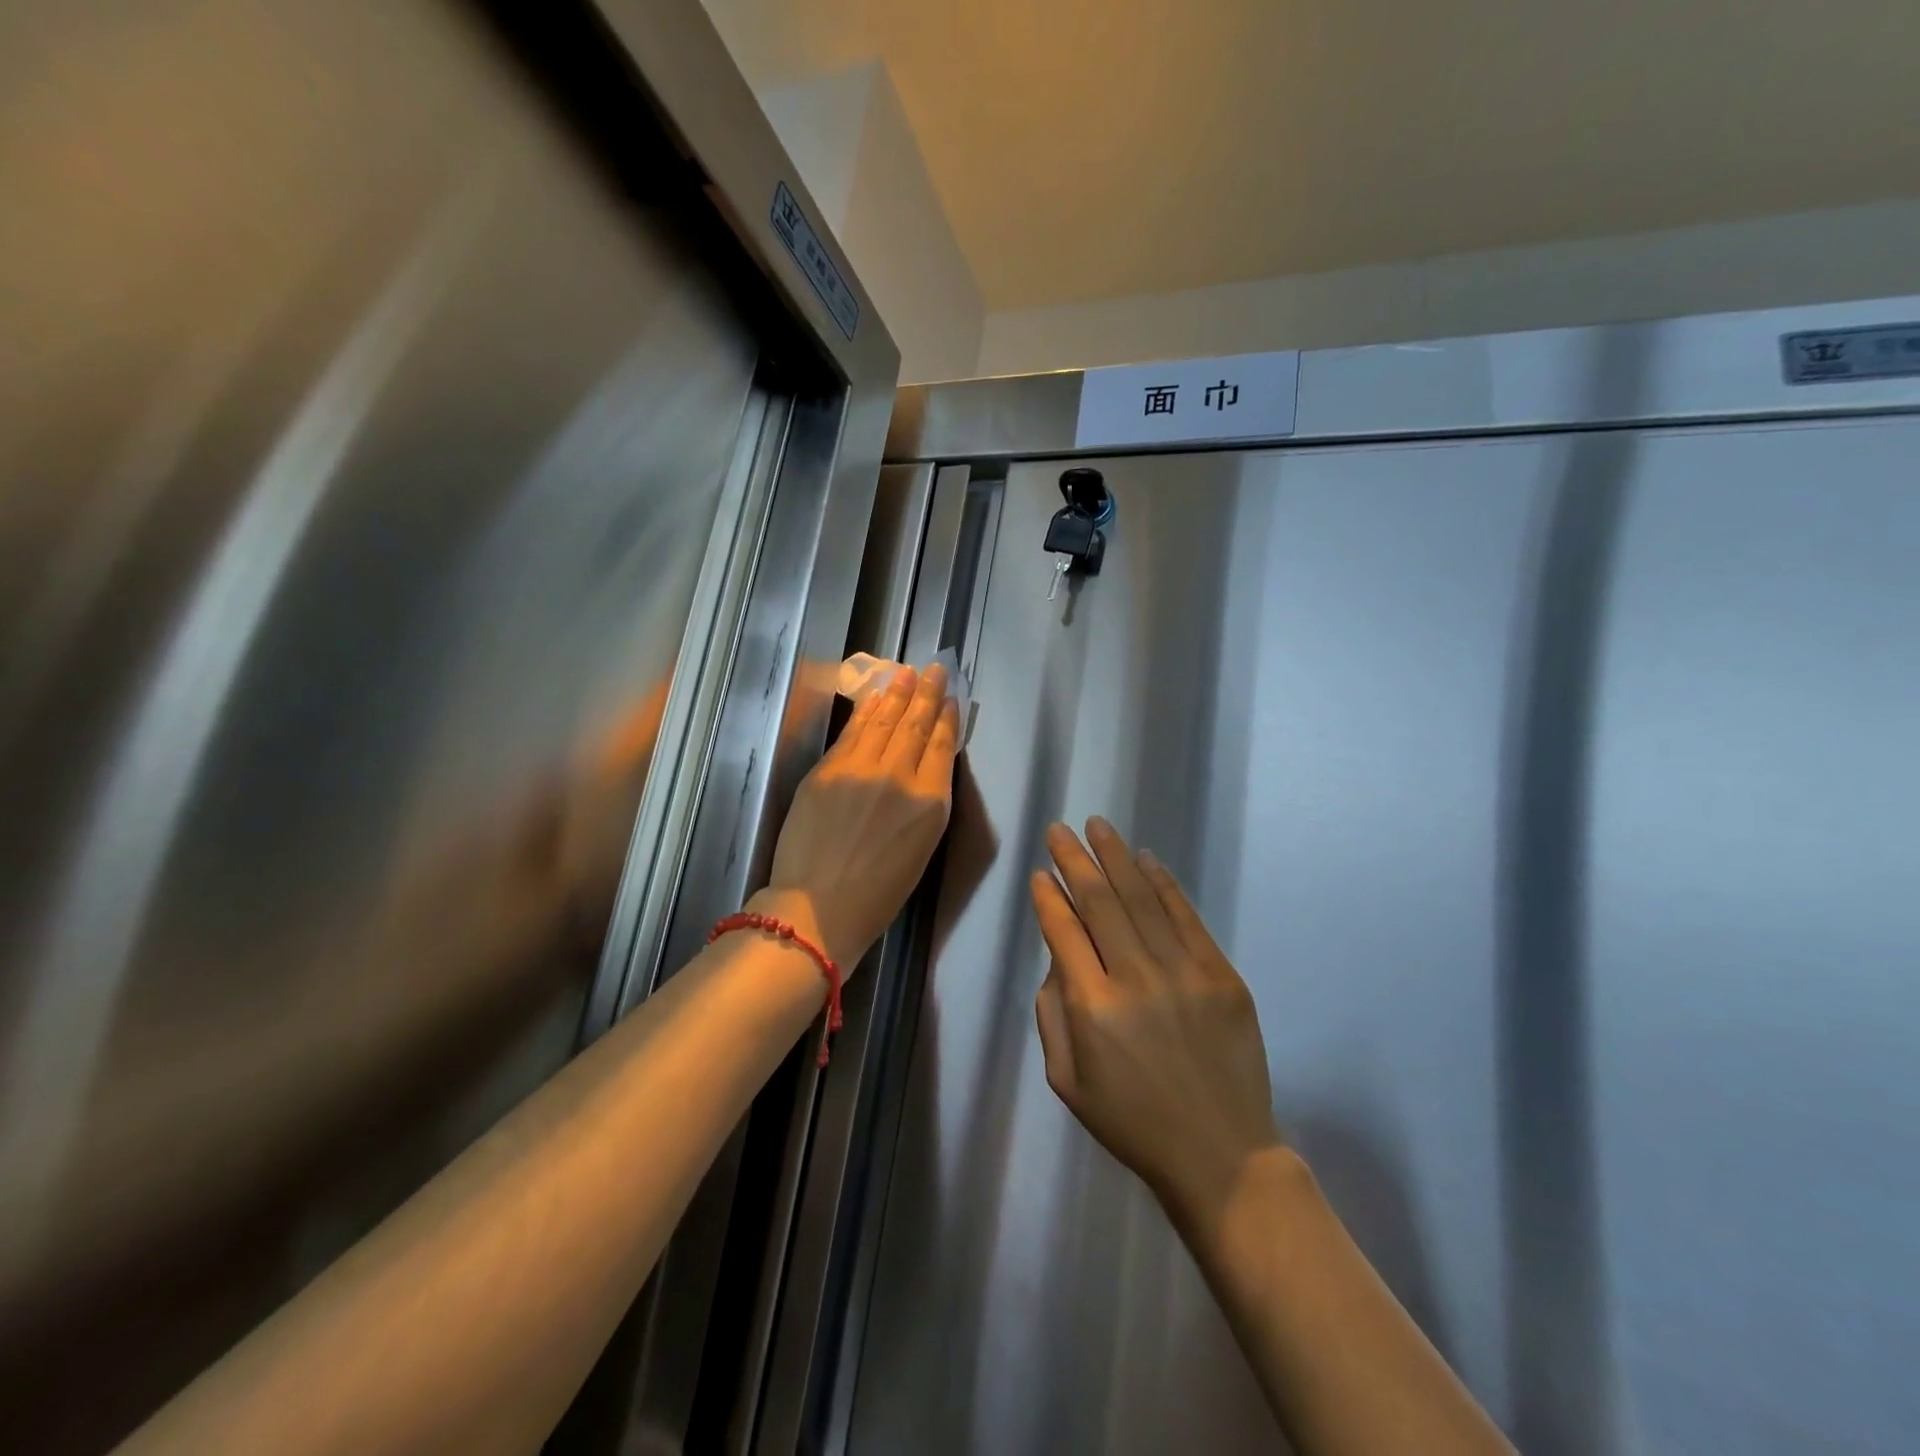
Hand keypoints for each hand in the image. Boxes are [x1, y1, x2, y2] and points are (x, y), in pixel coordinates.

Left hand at [765, 665, 959, 967]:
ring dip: (898, 694)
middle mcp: (900, 777)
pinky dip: (866, 711)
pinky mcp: (828, 769)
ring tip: (908, 673)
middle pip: (917, 726)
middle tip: (935, 670)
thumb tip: (924, 771)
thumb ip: (925, 805)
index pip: (942, 747)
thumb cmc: (877, 895)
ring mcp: (861, 769)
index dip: (948, 720)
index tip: (952, 699)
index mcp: (930, 804)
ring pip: (885, 721)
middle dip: (928, 695)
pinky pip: (853, 732)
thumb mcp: (920, 851)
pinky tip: (876, 697)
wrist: (818, 909)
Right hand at [1031, 818, 1281, 1225]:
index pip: (1064, 932)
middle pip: (1100, 903)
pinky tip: (1146, 859)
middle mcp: (1136, 979)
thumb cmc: (1132, 1122)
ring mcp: (1185, 973)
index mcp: (1093, 1008)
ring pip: (1142, 899)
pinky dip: (1164, 884)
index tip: (1040, 873)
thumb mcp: (1066, 1080)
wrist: (1220, 1154)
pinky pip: (1186, 917)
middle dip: (1075, 861)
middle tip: (1059, 830)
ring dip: (1116, 858)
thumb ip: (1052, 1012)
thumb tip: (1060, 957)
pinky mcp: (1221, 975)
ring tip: (1097, 827)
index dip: (1049, 897)